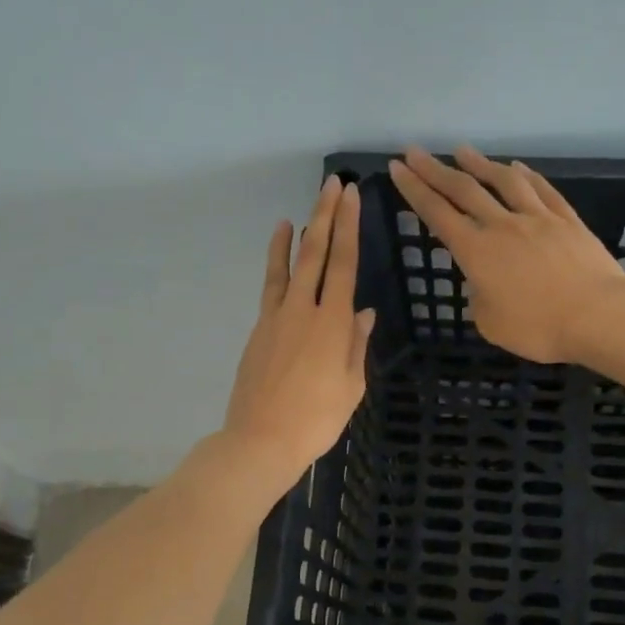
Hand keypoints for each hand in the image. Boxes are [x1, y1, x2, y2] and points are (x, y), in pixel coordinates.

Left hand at [221, 175, 374, 491]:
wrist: (261, 439)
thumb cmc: (316, 420)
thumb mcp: (351, 387)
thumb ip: (356, 345)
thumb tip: (364, 313)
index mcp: (334, 324)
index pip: (345, 264)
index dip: (349, 227)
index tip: (351, 197)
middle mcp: (305, 309)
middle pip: (317, 254)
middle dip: (326, 216)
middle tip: (334, 185)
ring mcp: (277, 316)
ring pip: (292, 264)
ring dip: (302, 232)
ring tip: (308, 205)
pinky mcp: (260, 328)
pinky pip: (271, 285)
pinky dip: (276, 260)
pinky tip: (280, 243)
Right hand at [389, 146, 624, 363]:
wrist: (598, 315)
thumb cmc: (539, 328)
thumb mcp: (491, 324)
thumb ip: (479, 298)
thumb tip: (484, 283)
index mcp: (476, 252)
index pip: (437, 214)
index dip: (414, 190)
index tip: (398, 168)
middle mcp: (502, 226)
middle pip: (463, 190)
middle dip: (435, 170)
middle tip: (415, 151)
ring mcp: (537, 218)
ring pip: (503, 182)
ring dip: (479, 164)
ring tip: (462, 151)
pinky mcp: (567, 220)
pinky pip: (541, 190)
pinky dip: (525, 176)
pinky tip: (516, 168)